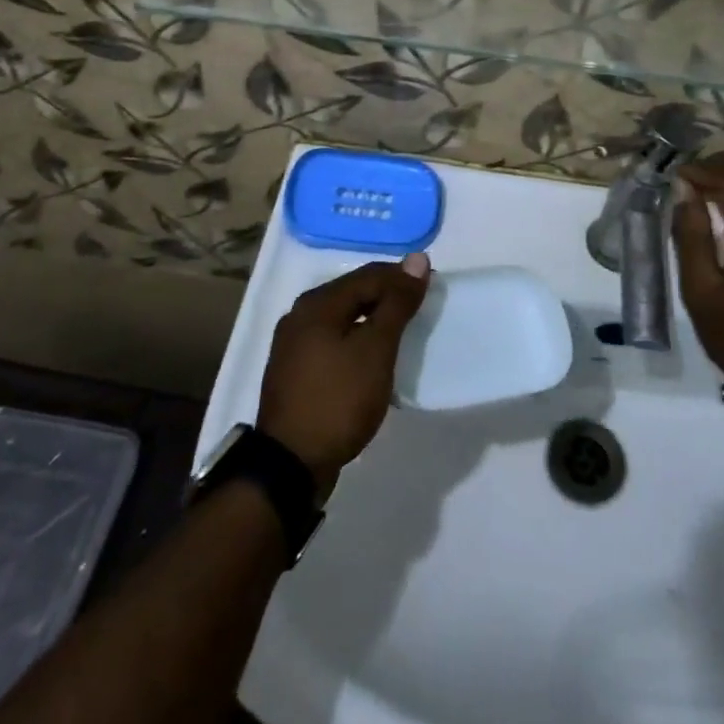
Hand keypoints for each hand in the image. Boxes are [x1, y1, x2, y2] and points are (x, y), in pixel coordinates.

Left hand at [257, 255, 430, 494]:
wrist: (290, 464)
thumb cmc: (339, 399)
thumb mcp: (376, 349)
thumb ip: (397, 303)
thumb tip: (418, 259)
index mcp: (318, 303)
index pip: (370, 275)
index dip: (403, 278)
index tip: (433, 289)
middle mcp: (300, 314)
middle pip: (354, 292)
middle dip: (388, 297)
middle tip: (421, 311)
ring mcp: (293, 344)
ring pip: (344, 318)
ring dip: (374, 321)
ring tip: (402, 334)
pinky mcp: (295, 370)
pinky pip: (333, 340)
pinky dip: (357, 341)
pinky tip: (372, 358)